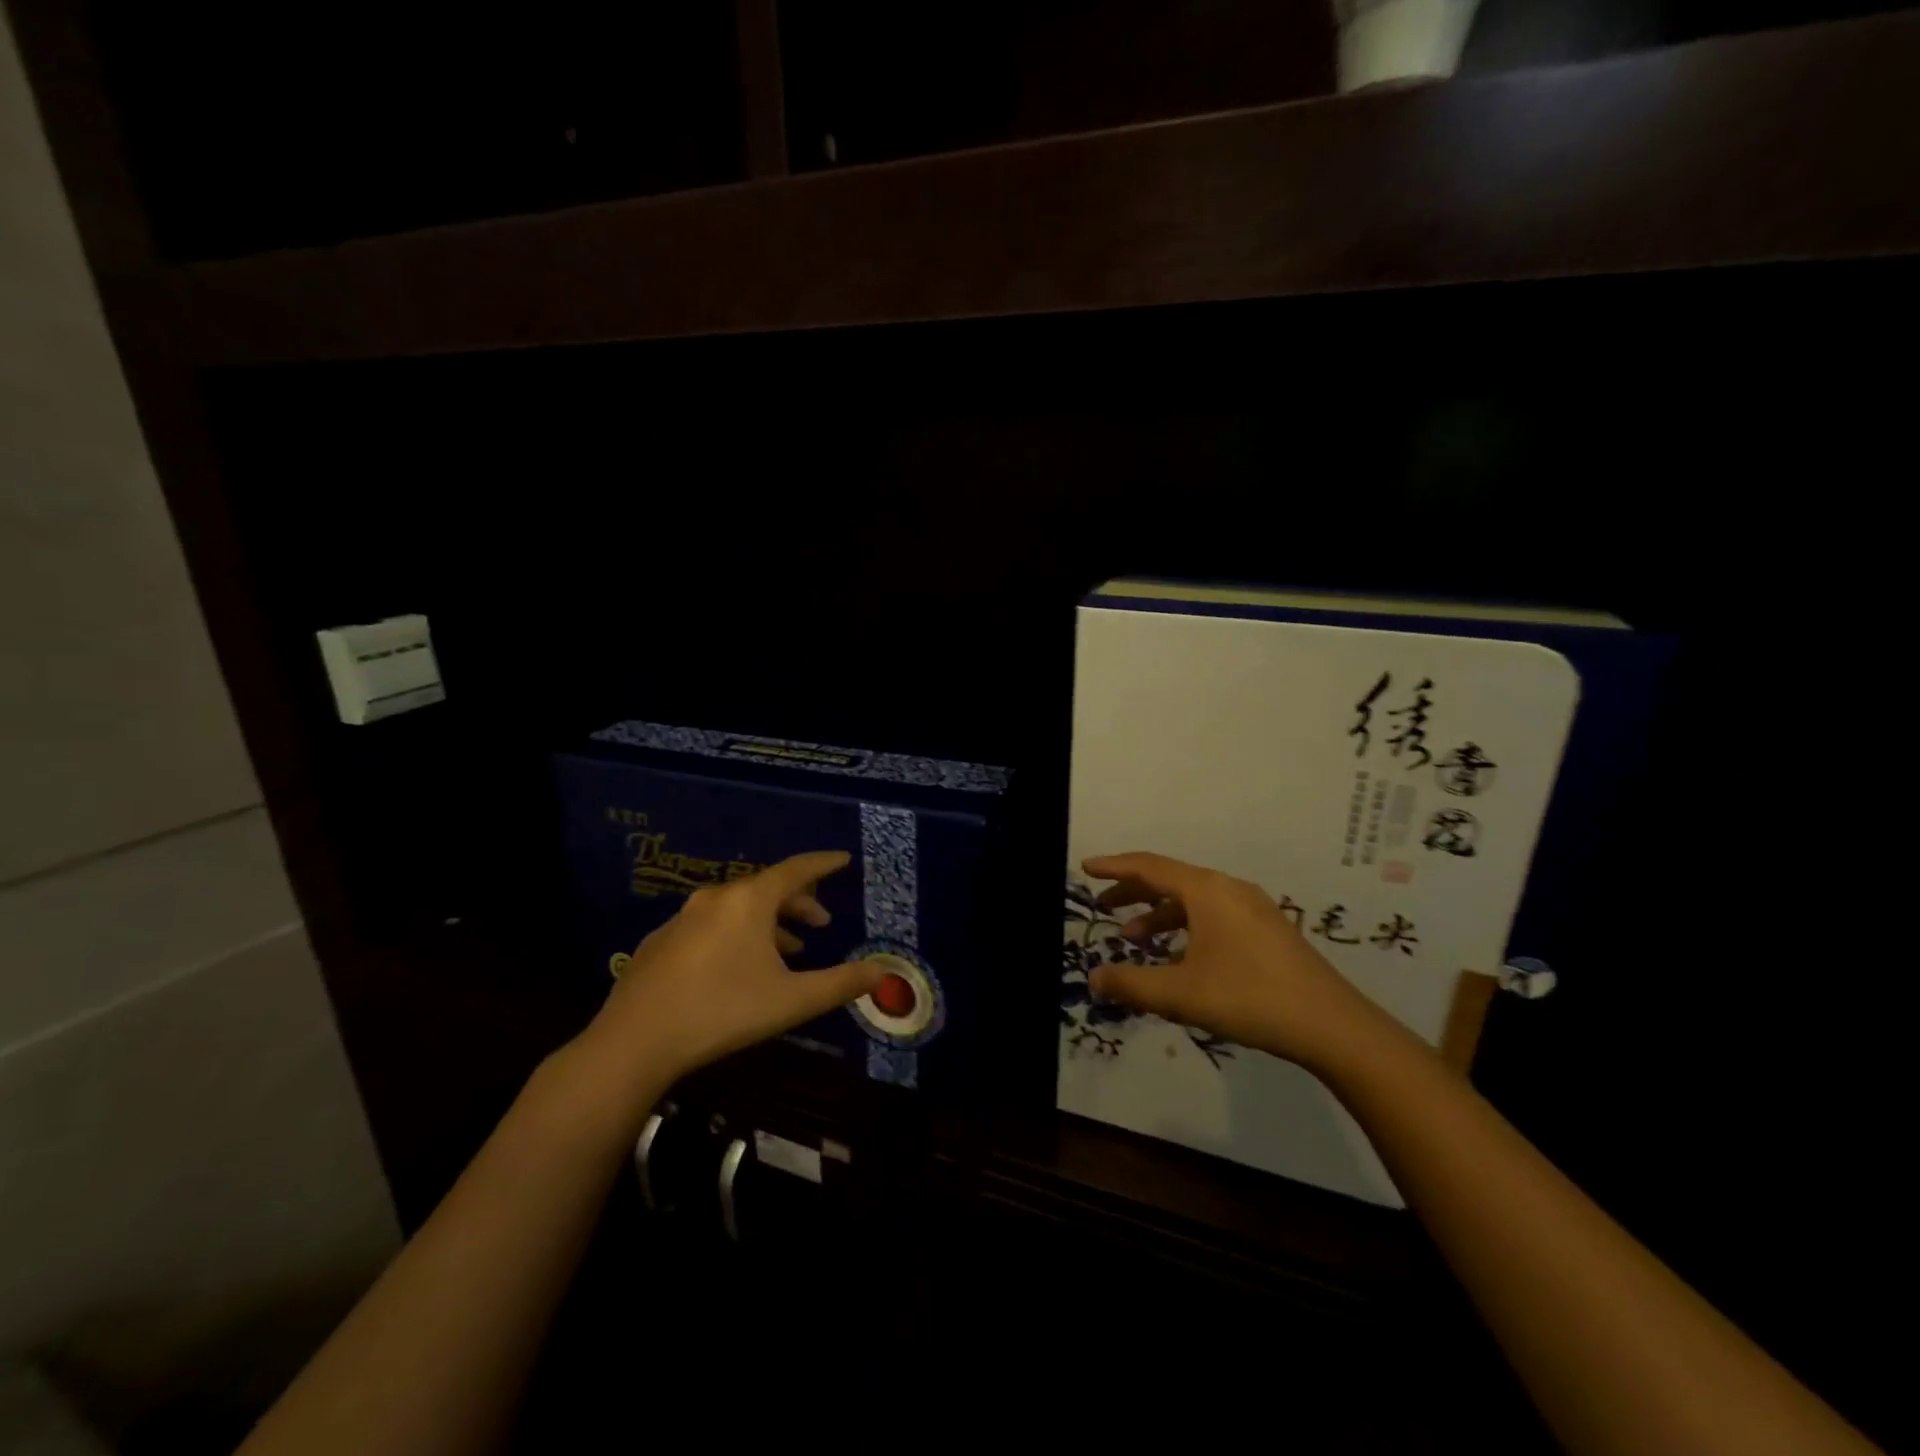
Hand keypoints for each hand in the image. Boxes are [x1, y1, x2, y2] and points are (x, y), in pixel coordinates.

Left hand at [579, 850, 883, 1085]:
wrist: (633, 1042)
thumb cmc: (722, 1012)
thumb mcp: (791, 1001)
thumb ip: (840, 984)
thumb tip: (882, 971)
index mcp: (749, 901)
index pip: (796, 869)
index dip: (824, 864)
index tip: (844, 860)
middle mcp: (716, 898)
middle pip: (767, 888)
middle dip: (798, 902)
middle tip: (820, 923)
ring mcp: (682, 919)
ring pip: (738, 909)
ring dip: (768, 923)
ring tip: (788, 950)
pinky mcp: (660, 943)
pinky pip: (711, 926)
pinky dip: (735, 935)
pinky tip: (737, 967)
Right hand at [1082, 851, 1393, 1071]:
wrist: (1332, 1026)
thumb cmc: (1248, 998)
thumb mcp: (1180, 994)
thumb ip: (1131, 984)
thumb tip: (1094, 978)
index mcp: (1206, 891)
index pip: (1149, 866)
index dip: (1114, 866)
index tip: (1087, 867)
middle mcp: (1229, 889)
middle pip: (1171, 879)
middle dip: (1133, 891)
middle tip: (1103, 906)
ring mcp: (1253, 908)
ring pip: (1193, 899)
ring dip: (1160, 913)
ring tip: (1134, 936)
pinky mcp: (1268, 929)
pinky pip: (1214, 914)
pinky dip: (1186, 925)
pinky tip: (1179, 956)